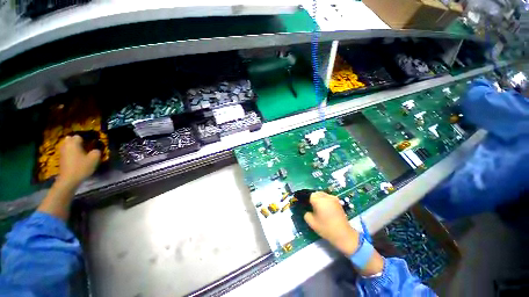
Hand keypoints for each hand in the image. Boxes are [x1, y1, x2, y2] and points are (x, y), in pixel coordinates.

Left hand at [58, 135, 100, 185]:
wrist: (68, 179)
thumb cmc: (81, 167)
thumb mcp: (94, 159)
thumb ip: (97, 152)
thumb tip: (96, 150)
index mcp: (74, 143)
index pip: (78, 136)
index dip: (85, 139)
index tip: (90, 144)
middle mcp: (66, 145)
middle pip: (70, 139)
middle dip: (75, 141)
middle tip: (84, 146)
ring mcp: (62, 153)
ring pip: (67, 146)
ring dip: (72, 147)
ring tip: (80, 152)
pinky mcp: (61, 159)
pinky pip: (66, 152)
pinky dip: (70, 153)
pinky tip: (76, 158)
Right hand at [303, 192, 359, 255]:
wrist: (343, 234)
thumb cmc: (325, 228)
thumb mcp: (311, 222)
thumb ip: (306, 214)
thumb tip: (307, 210)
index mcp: (318, 199)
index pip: (309, 195)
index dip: (307, 200)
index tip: (306, 205)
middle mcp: (325, 196)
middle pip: (316, 193)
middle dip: (313, 198)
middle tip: (312, 207)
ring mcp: (333, 198)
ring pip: (323, 194)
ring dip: (320, 198)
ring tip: (319, 208)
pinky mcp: (338, 201)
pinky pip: (328, 198)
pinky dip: (326, 201)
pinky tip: (326, 209)